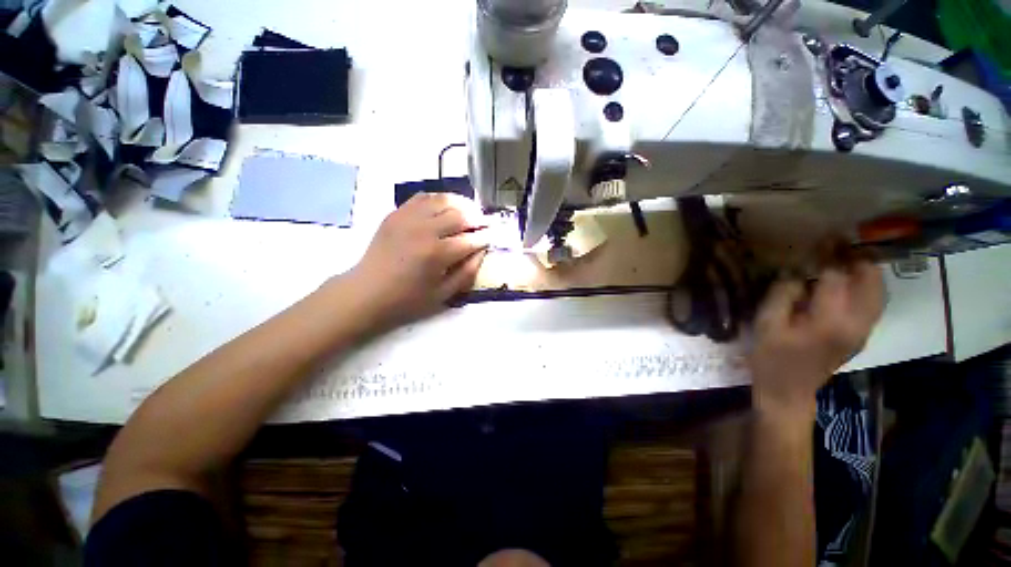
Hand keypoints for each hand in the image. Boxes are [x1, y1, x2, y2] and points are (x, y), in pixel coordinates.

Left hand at [343, 193, 488, 328]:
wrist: (367, 291)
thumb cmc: (408, 299)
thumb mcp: (443, 294)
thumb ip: (467, 272)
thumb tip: (481, 252)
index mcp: (437, 254)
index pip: (471, 239)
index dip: (485, 237)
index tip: (492, 236)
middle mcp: (425, 230)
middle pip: (460, 214)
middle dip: (477, 218)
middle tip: (483, 224)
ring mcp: (408, 218)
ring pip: (443, 200)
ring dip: (461, 204)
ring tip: (469, 211)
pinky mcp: (396, 213)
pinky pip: (423, 197)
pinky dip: (438, 199)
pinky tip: (445, 207)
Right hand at [749, 261, 884, 420]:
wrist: (789, 391)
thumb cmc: (771, 358)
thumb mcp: (766, 324)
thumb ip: (782, 295)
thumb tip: (796, 273)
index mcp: (830, 322)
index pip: (836, 277)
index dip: (828, 256)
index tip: (821, 239)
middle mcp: (857, 324)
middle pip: (871, 282)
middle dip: (858, 259)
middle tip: (840, 245)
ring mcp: (863, 331)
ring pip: (877, 292)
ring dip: (865, 272)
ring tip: (847, 258)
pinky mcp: (861, 336)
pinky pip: (872, 304)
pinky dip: (866, 287)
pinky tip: (848, 281)